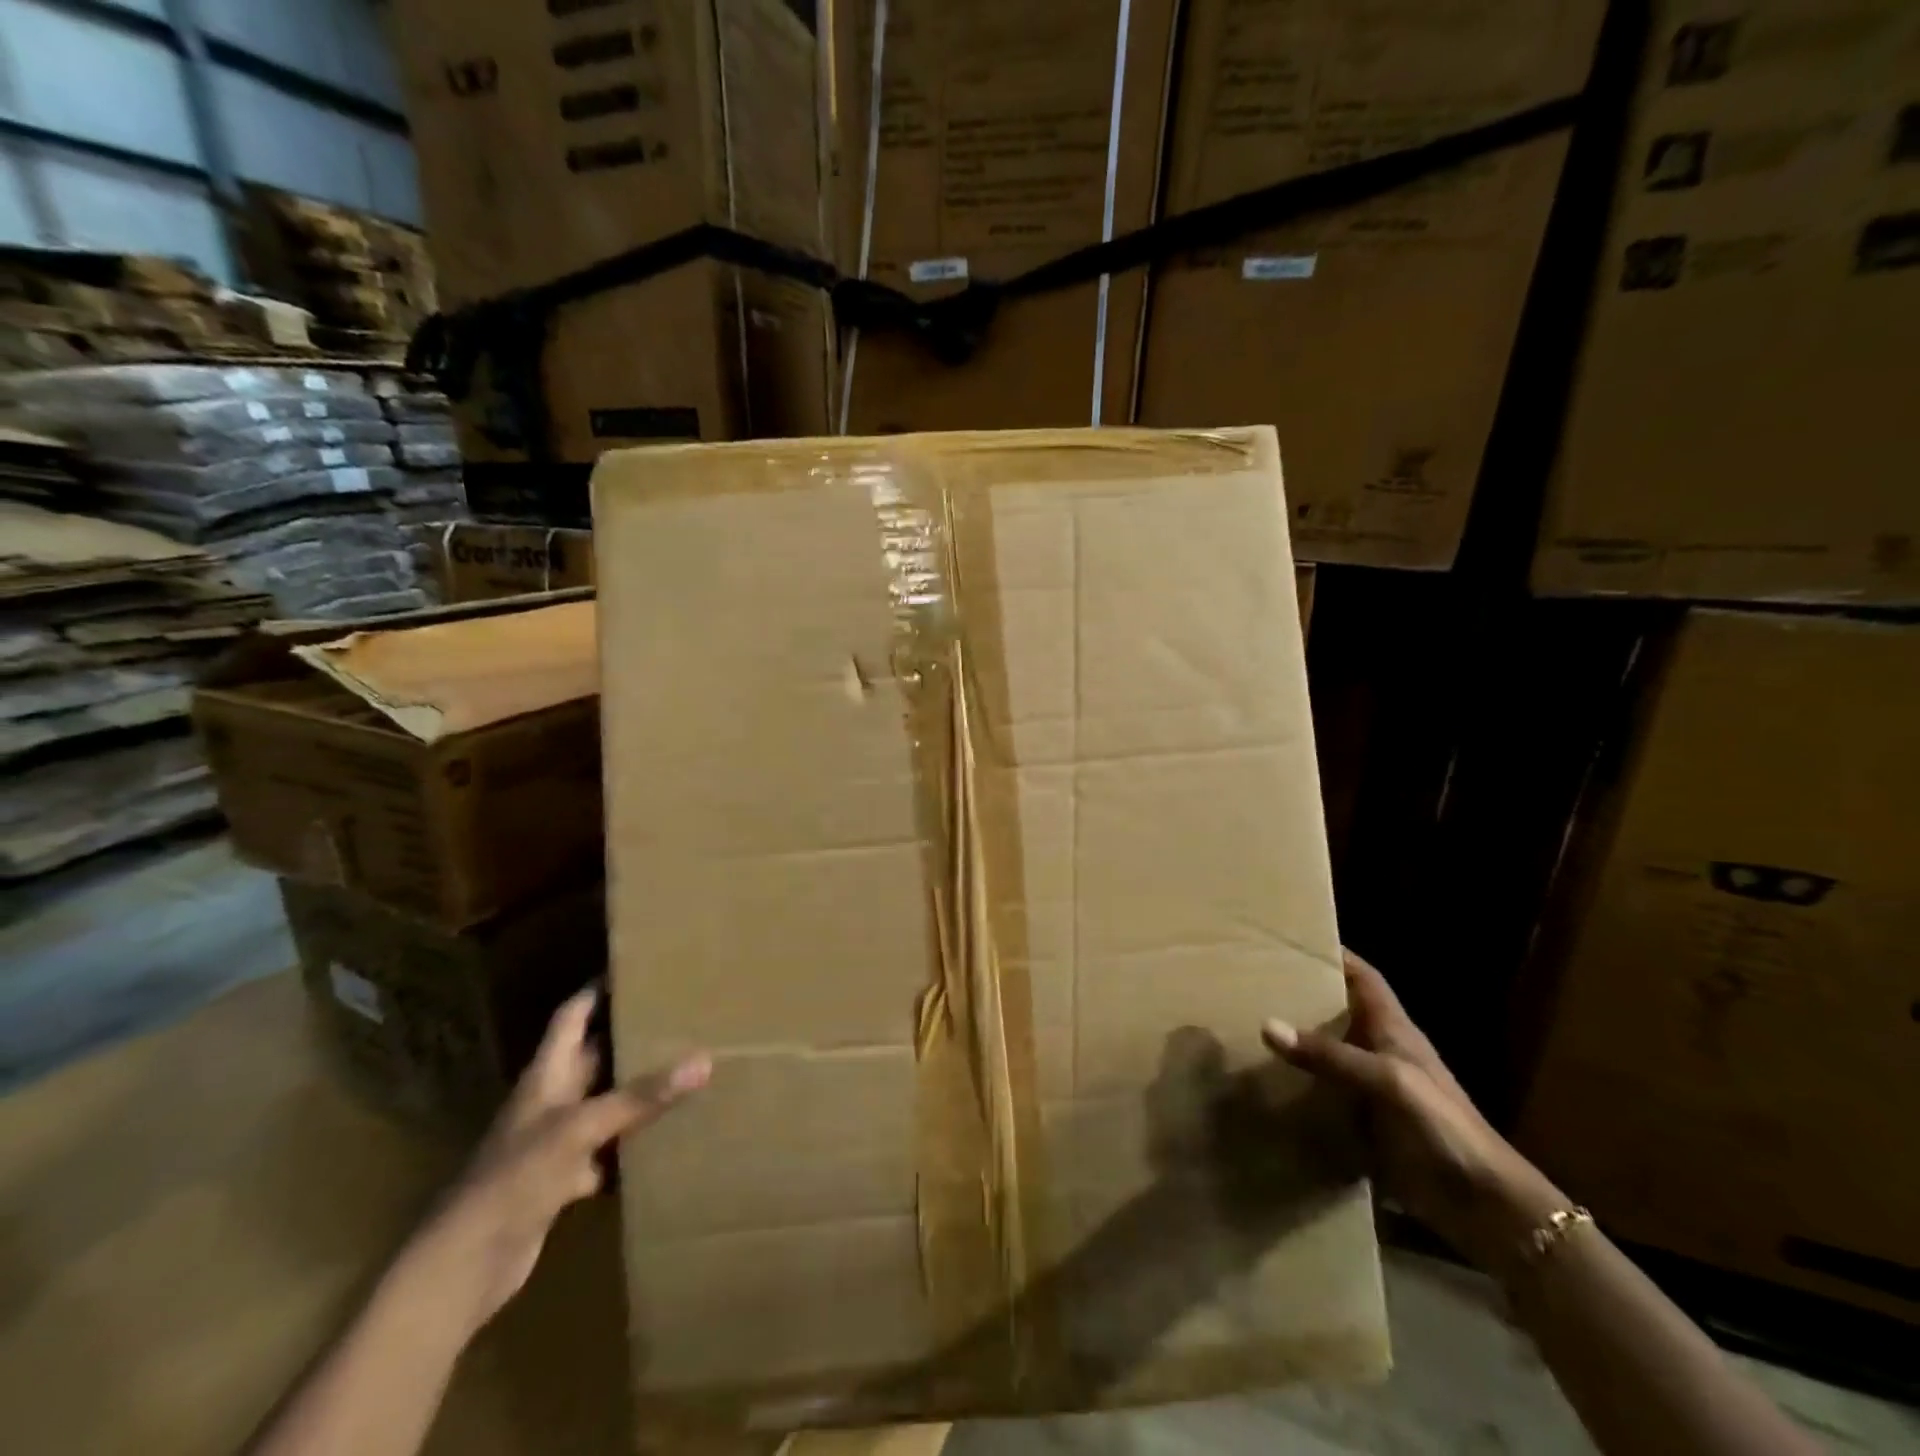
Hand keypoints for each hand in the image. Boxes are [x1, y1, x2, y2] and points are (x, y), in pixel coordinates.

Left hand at [399, 987, 710, 1337]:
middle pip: (594, 1056)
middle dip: (630, 1036)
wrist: (463, 1267)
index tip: (636, 968)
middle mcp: (551, 1100)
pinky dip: (632, 1146)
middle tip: (679, 1014)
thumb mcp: (580, 1128)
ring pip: (604, 1103)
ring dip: (636, 1090)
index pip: (573, 1016)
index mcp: (546, 1075)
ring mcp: (555, 1142)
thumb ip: (641, 1096)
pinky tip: (666, 1139)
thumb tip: (703, 1061)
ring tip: (684, 1065)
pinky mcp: (561, 1182)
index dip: (598, 990)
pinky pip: (606, 1151)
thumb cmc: (514, 1179)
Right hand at [1263, 950, 1564, 1281]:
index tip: (1294, 941)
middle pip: (1339, 1013)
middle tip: (1254, 983)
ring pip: (1328, 1056)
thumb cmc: (1444, 1127)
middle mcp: (1381, 1053)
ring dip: (1296, 1044)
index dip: (1336, 956)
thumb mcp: (1389, 1081)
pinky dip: (1298, 1090)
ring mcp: (1374, 1092)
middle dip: (1303, 996)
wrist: (1485, 1206)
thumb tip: (1267, 1025)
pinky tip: (1265, 1087)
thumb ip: (1330, 1055)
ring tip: (1246, 1028)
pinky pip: (1324, 1098)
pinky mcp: (1366, 1127)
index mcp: (1394, 1031)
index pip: (1364, 979)